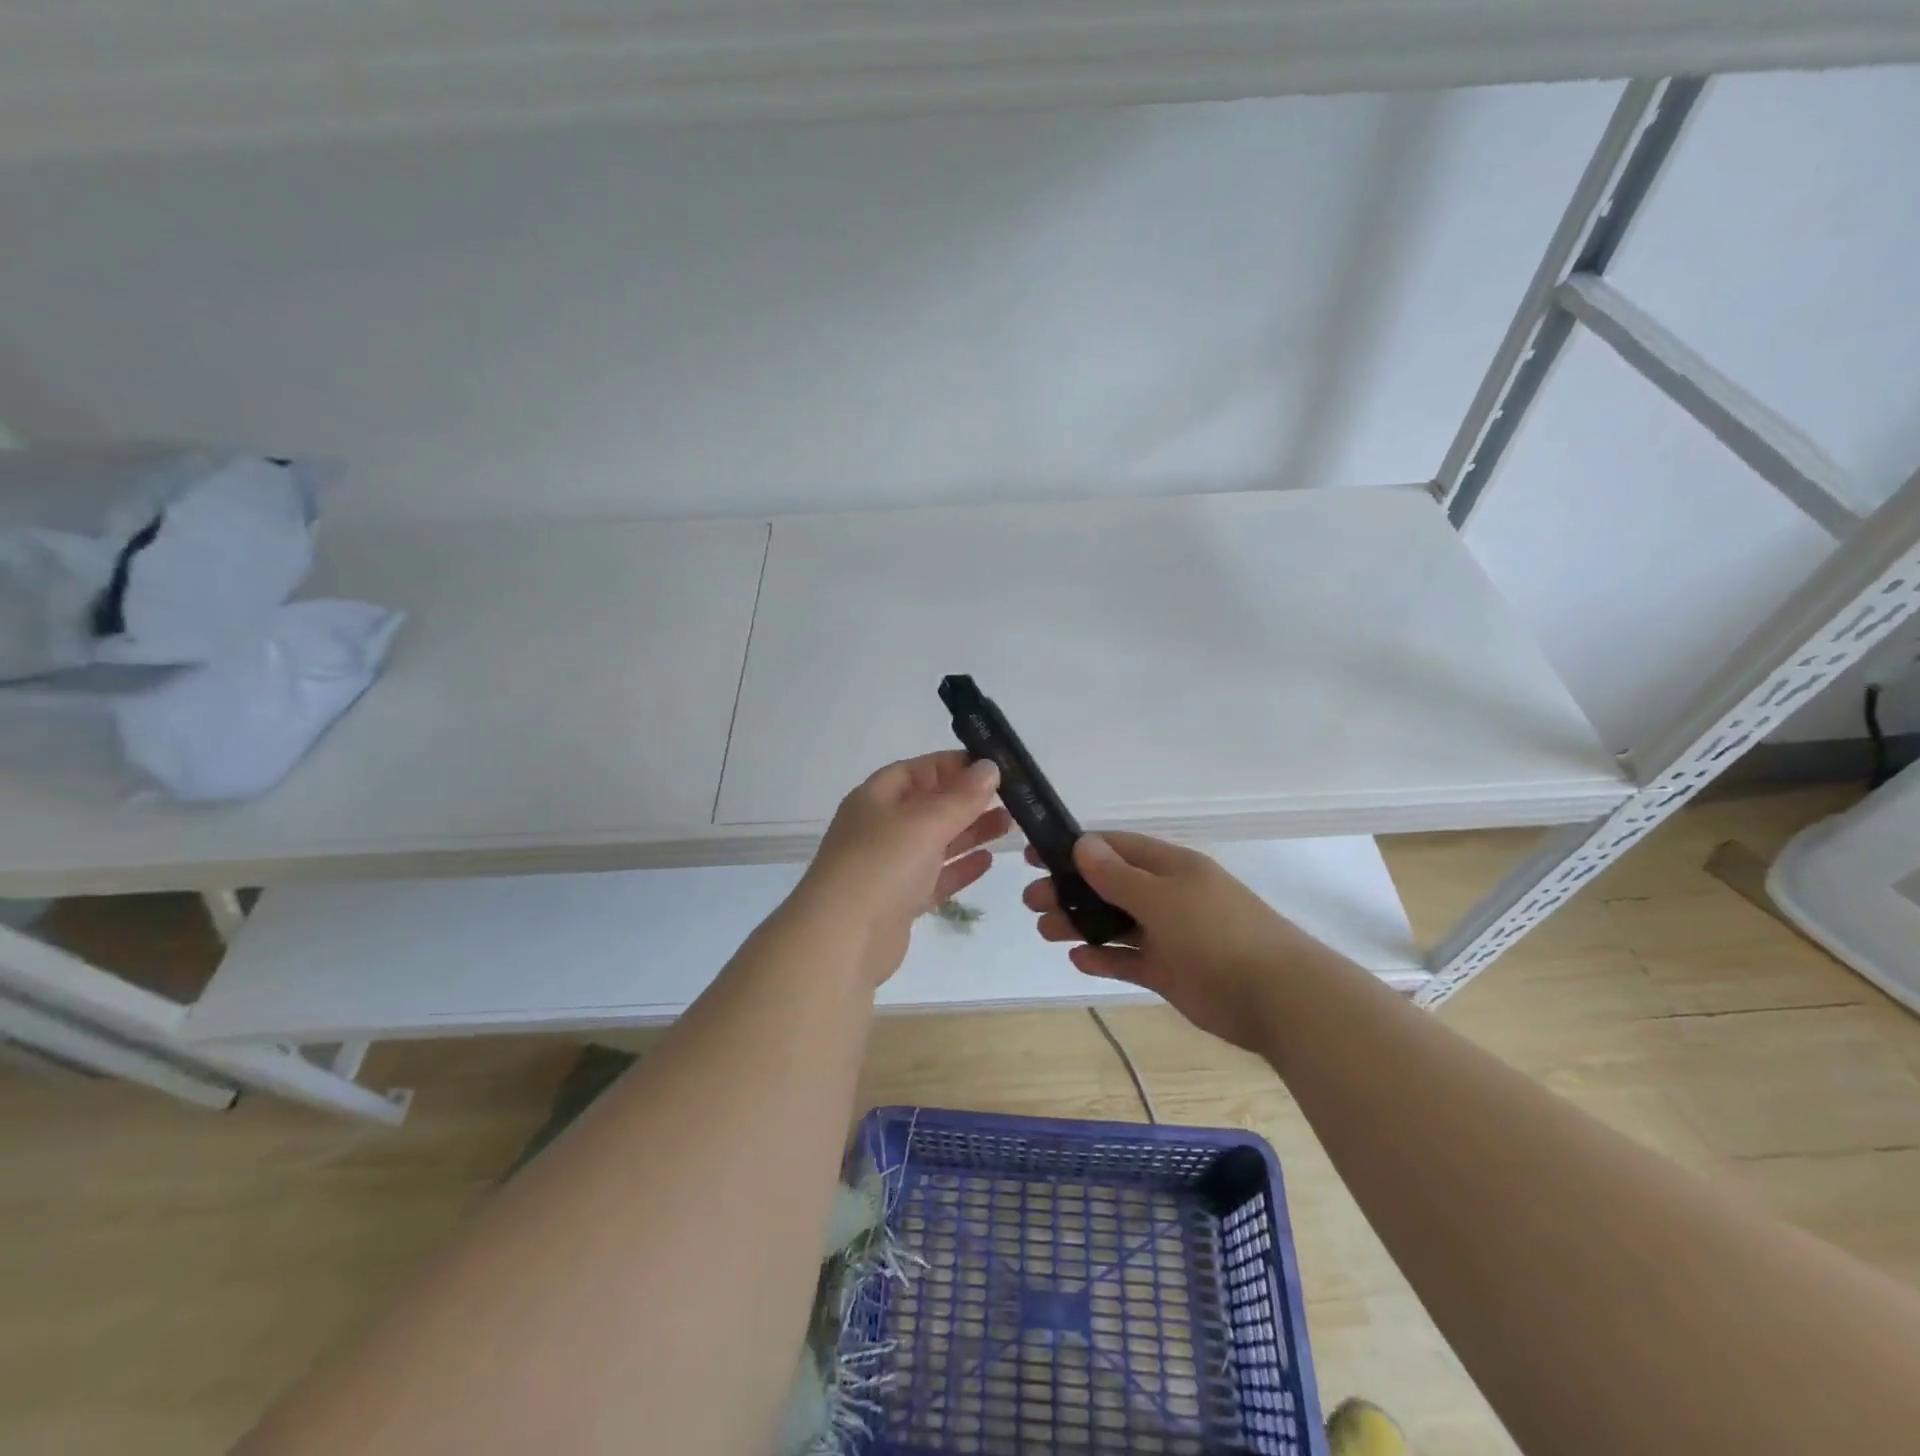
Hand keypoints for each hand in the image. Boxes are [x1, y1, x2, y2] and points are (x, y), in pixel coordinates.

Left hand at [799, 751, 1011, 987]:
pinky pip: (935, 877)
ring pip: (936, 842)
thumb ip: (961, 796)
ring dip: (970, 832)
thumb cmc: (882, 864)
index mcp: (876, 798)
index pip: (918, 769)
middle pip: (929, 805)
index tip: (993, 767)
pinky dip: (960, 868)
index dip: (953, 765)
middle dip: (968, 800)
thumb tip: (989, 767)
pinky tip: (988, 861)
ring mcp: (889, 867)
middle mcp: (880, 828)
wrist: (842, 939)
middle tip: (1012, 798)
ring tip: (1009, 825)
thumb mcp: (925, 821)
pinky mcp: (900, 902)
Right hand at [1023, 832, 1314, 1049]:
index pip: (1114, 848)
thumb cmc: (1217, 935)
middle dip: (1070, 890)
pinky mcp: (1170, 971)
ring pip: (1115, 923)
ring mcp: (1169, 935)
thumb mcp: (1162, 899)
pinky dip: (1104, 958)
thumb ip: (1118, 876)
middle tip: (1032, 901)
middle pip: (1109, 886)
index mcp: (1170, 868)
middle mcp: (1167, 896)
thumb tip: (1082, 844)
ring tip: (1045, 930)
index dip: (1075, 849)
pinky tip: (1078, 958)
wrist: (1279, 998)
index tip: (1035, 857)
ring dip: (1080, 924)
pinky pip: (1129, 959)